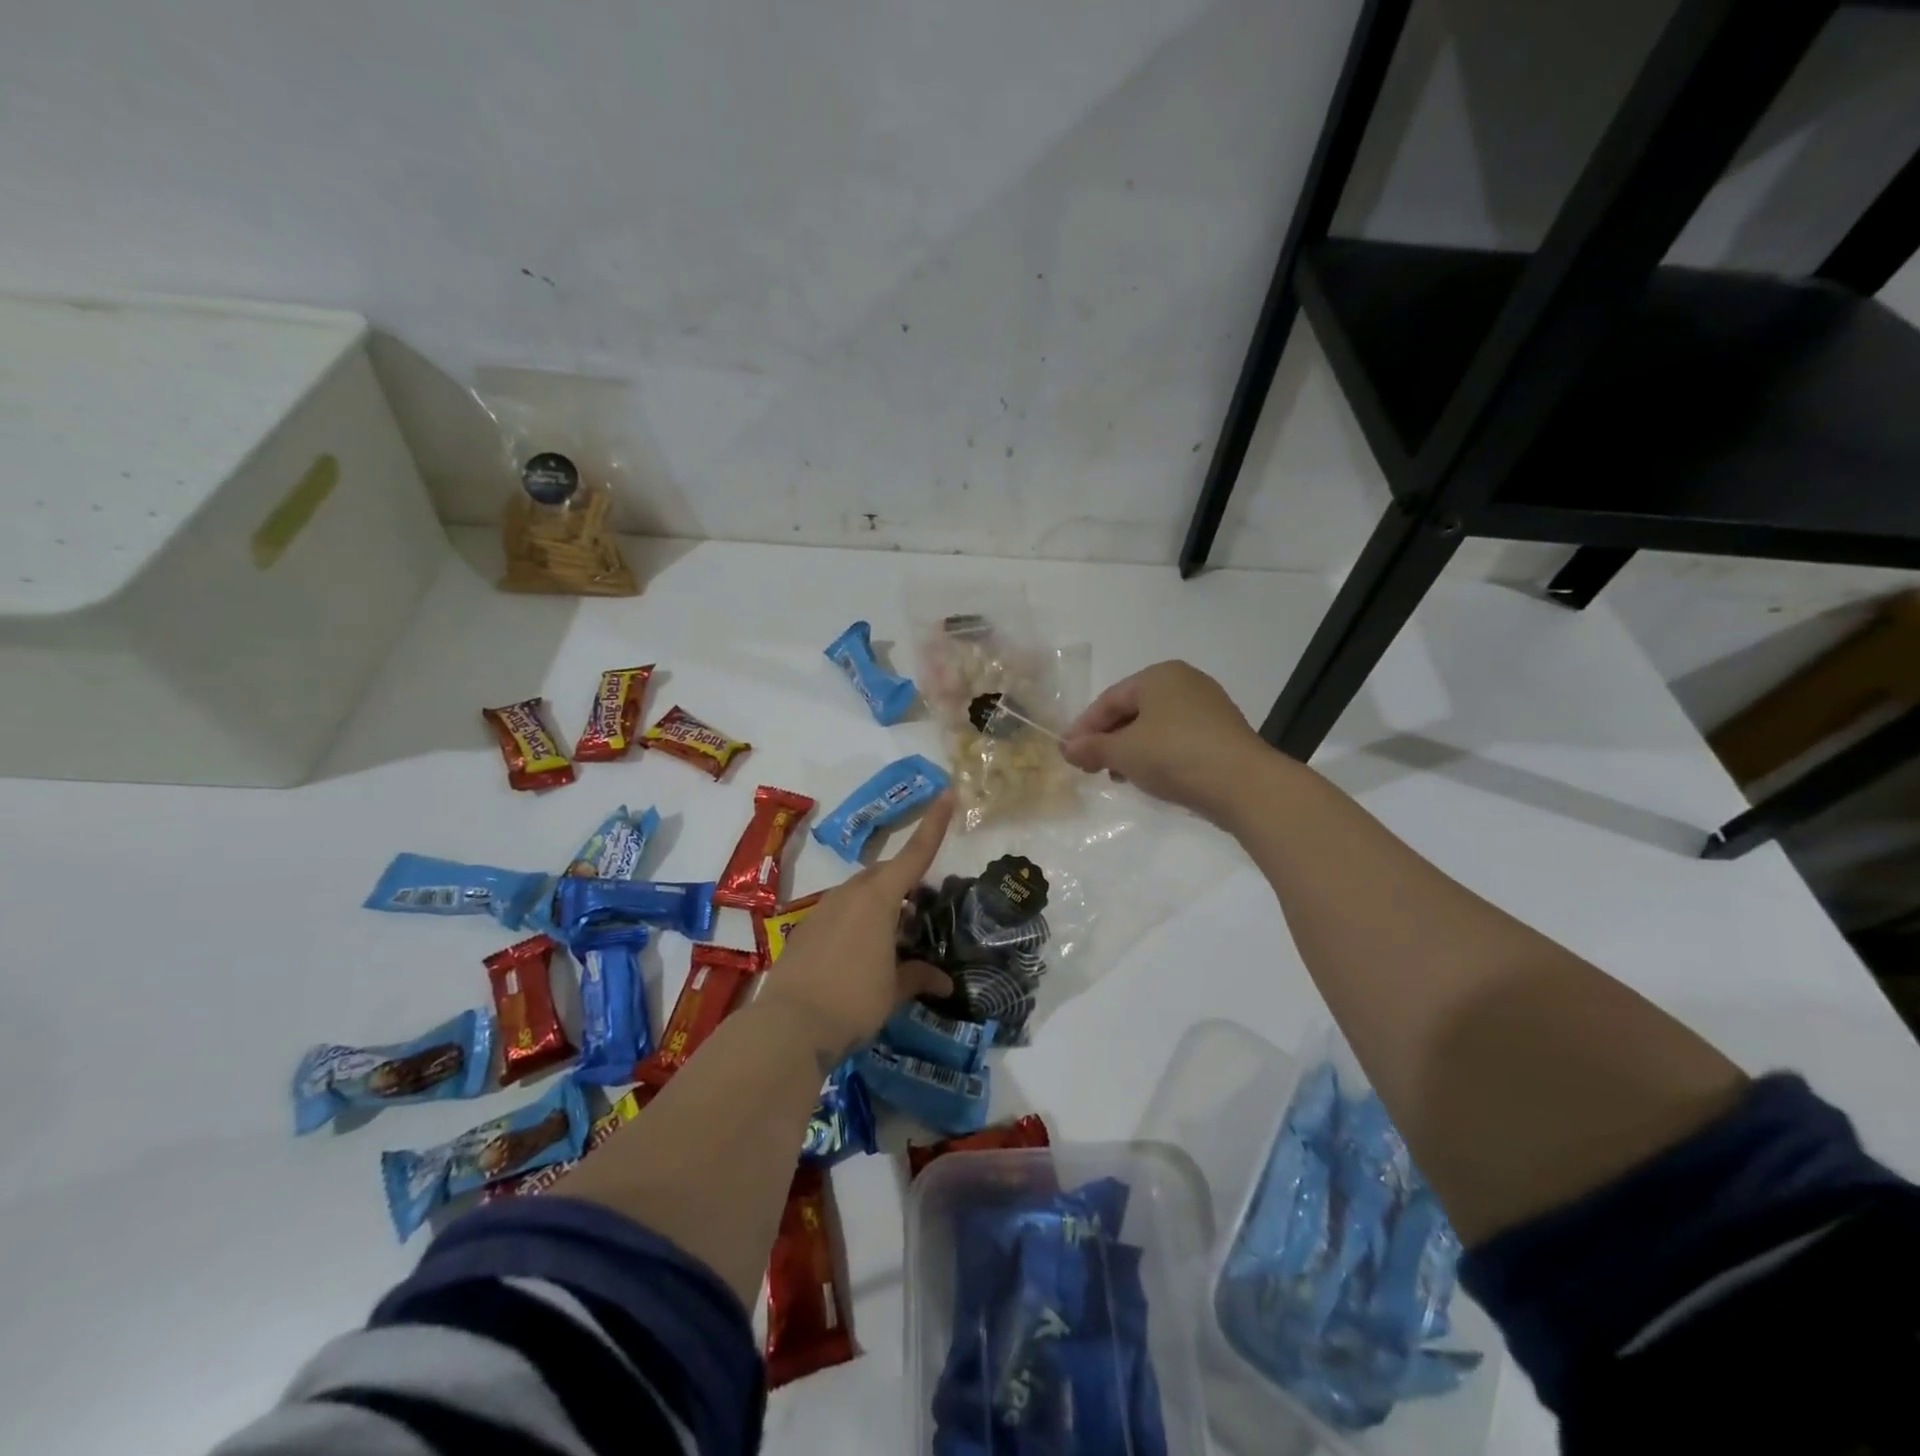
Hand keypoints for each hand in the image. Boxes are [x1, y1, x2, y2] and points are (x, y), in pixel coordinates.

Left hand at [759, 793, 956, 1062]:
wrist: (788, 1025)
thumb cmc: (853, 1001)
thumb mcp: (894, 991)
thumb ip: (918, 978)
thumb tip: (944, 983)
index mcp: (878, 899)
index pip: (914, 854)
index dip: (934, 824)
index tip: (947, 793)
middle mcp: (850, 894)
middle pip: (885, 875)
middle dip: (905, 885)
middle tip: (922, 911)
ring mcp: (823, 909)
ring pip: (860, 894)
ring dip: (881, 907)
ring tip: (894, 940)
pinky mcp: (806, 929)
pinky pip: (840, 912)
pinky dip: (857, 922)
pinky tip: (860, 955)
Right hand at [1059, 660, 1268, 821]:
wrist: (1244, 784)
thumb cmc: (1175, 756)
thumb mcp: (1124, 752)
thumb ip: (1092, 748)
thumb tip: (1067, 749)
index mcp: (1159, 675)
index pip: (1109, 700)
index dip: (1084, 727)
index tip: (1067, 753)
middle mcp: (1185, 683)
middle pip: (1132, 711)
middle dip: (1107, 739)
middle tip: (1088, 767)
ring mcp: (1208, 708)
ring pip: (1154, 727)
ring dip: (1130, 750)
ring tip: (1116, 777)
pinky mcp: (1221, 734)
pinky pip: (1177, 739)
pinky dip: (1156, 755)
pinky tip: (1148, 777)